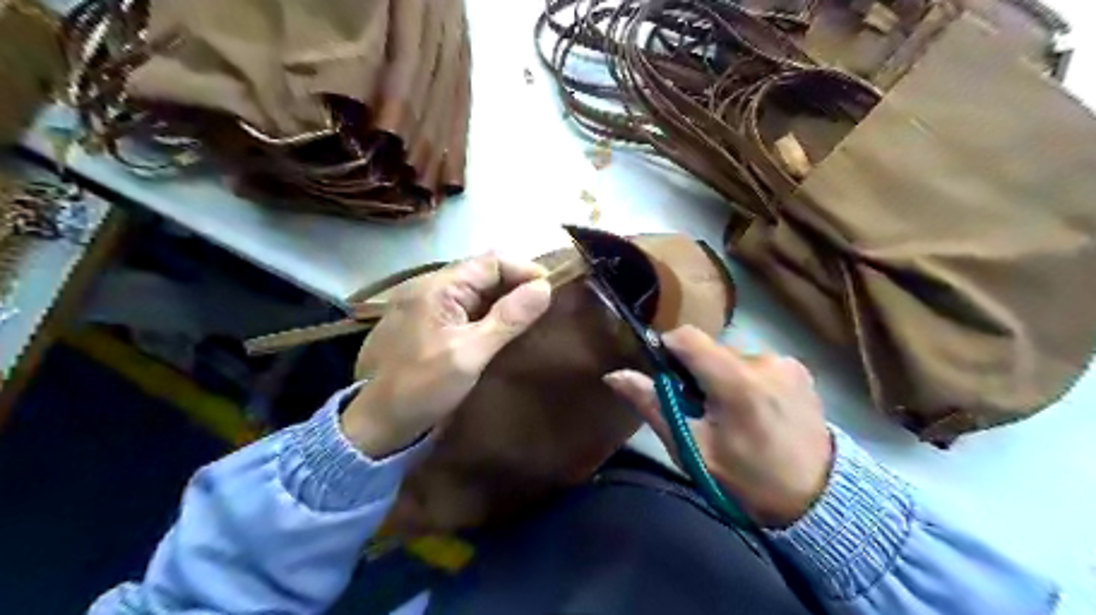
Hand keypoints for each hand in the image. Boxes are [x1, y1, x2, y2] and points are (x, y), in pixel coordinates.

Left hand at [344, 252, 553, 458]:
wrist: (374, 426)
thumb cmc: (421, 388)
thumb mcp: (469, 354)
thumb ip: (507, 319)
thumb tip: (544, 287)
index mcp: (436, 287)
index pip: (491, 262)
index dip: (525, 271)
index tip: (552, 291)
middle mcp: (428, 286)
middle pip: (482, 272)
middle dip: (516, 284)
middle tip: (545, 306)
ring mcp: (424, 304)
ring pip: (474, 290)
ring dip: (503, 299)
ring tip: (530, 316)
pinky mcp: (424, 322)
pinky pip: (462, 306)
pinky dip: (486, 312)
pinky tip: (502, 328)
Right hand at [608, 326, 832, 528]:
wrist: (818, 500)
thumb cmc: (747, 479)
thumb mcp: (692, 449)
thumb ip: (654, 406)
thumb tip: (614, 375)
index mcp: (736, 381)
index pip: (687, 336)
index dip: (667, 348)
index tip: (664, 375)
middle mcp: (763, 360)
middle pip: (710, 347)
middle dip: (695, 369)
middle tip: (698, 407)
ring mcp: (786, 362)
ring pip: (732, 355)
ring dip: (721, 374)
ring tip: (730, 412)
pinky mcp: (800, 369)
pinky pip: (756, 363)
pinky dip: (745, 378)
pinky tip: (755, 409)